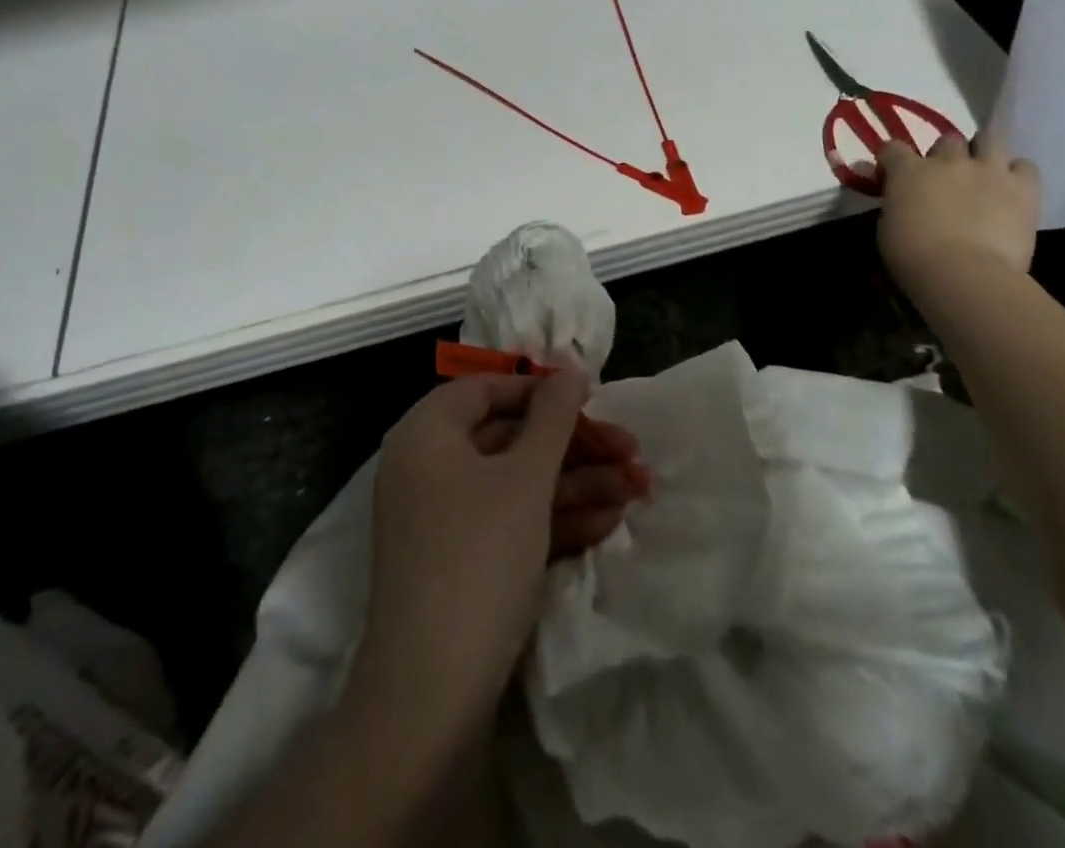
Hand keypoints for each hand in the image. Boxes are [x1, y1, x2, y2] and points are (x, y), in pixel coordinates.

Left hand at [351, 371, 643, 735]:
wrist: (431, 696)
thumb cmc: (478, 557)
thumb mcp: (525, 478)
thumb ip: (552, 418)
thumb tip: (569, 368)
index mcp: (426, 433)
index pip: (487, 389)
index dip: (541, 391)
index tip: (591, 400)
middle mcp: (428, 468)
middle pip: (509, 438)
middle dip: (575, 446)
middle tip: (632, 451)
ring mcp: (443, 519)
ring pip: (517, 483)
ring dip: (577, 484)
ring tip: (637, 490)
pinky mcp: (461, 563)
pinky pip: (511, 522)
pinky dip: (555, 519)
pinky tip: (608, 523)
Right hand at [878, 131, 1039, 288]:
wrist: (964, 274)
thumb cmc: (913, 256)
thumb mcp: (886, 228)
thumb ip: (893, 204)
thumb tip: (897, 196)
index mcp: (908, 171)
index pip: (893, 149)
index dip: (892, 162)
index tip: (892, 178)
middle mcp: (948, 161)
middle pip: (948, 140)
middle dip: (945, 156)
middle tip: (945, 179)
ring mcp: (988, 170)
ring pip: (990, 139)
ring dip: (984, 152)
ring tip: (983, 173)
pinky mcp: (1023, 187)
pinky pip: (1025, 166)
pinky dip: (1017, 174)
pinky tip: (1011, 190)